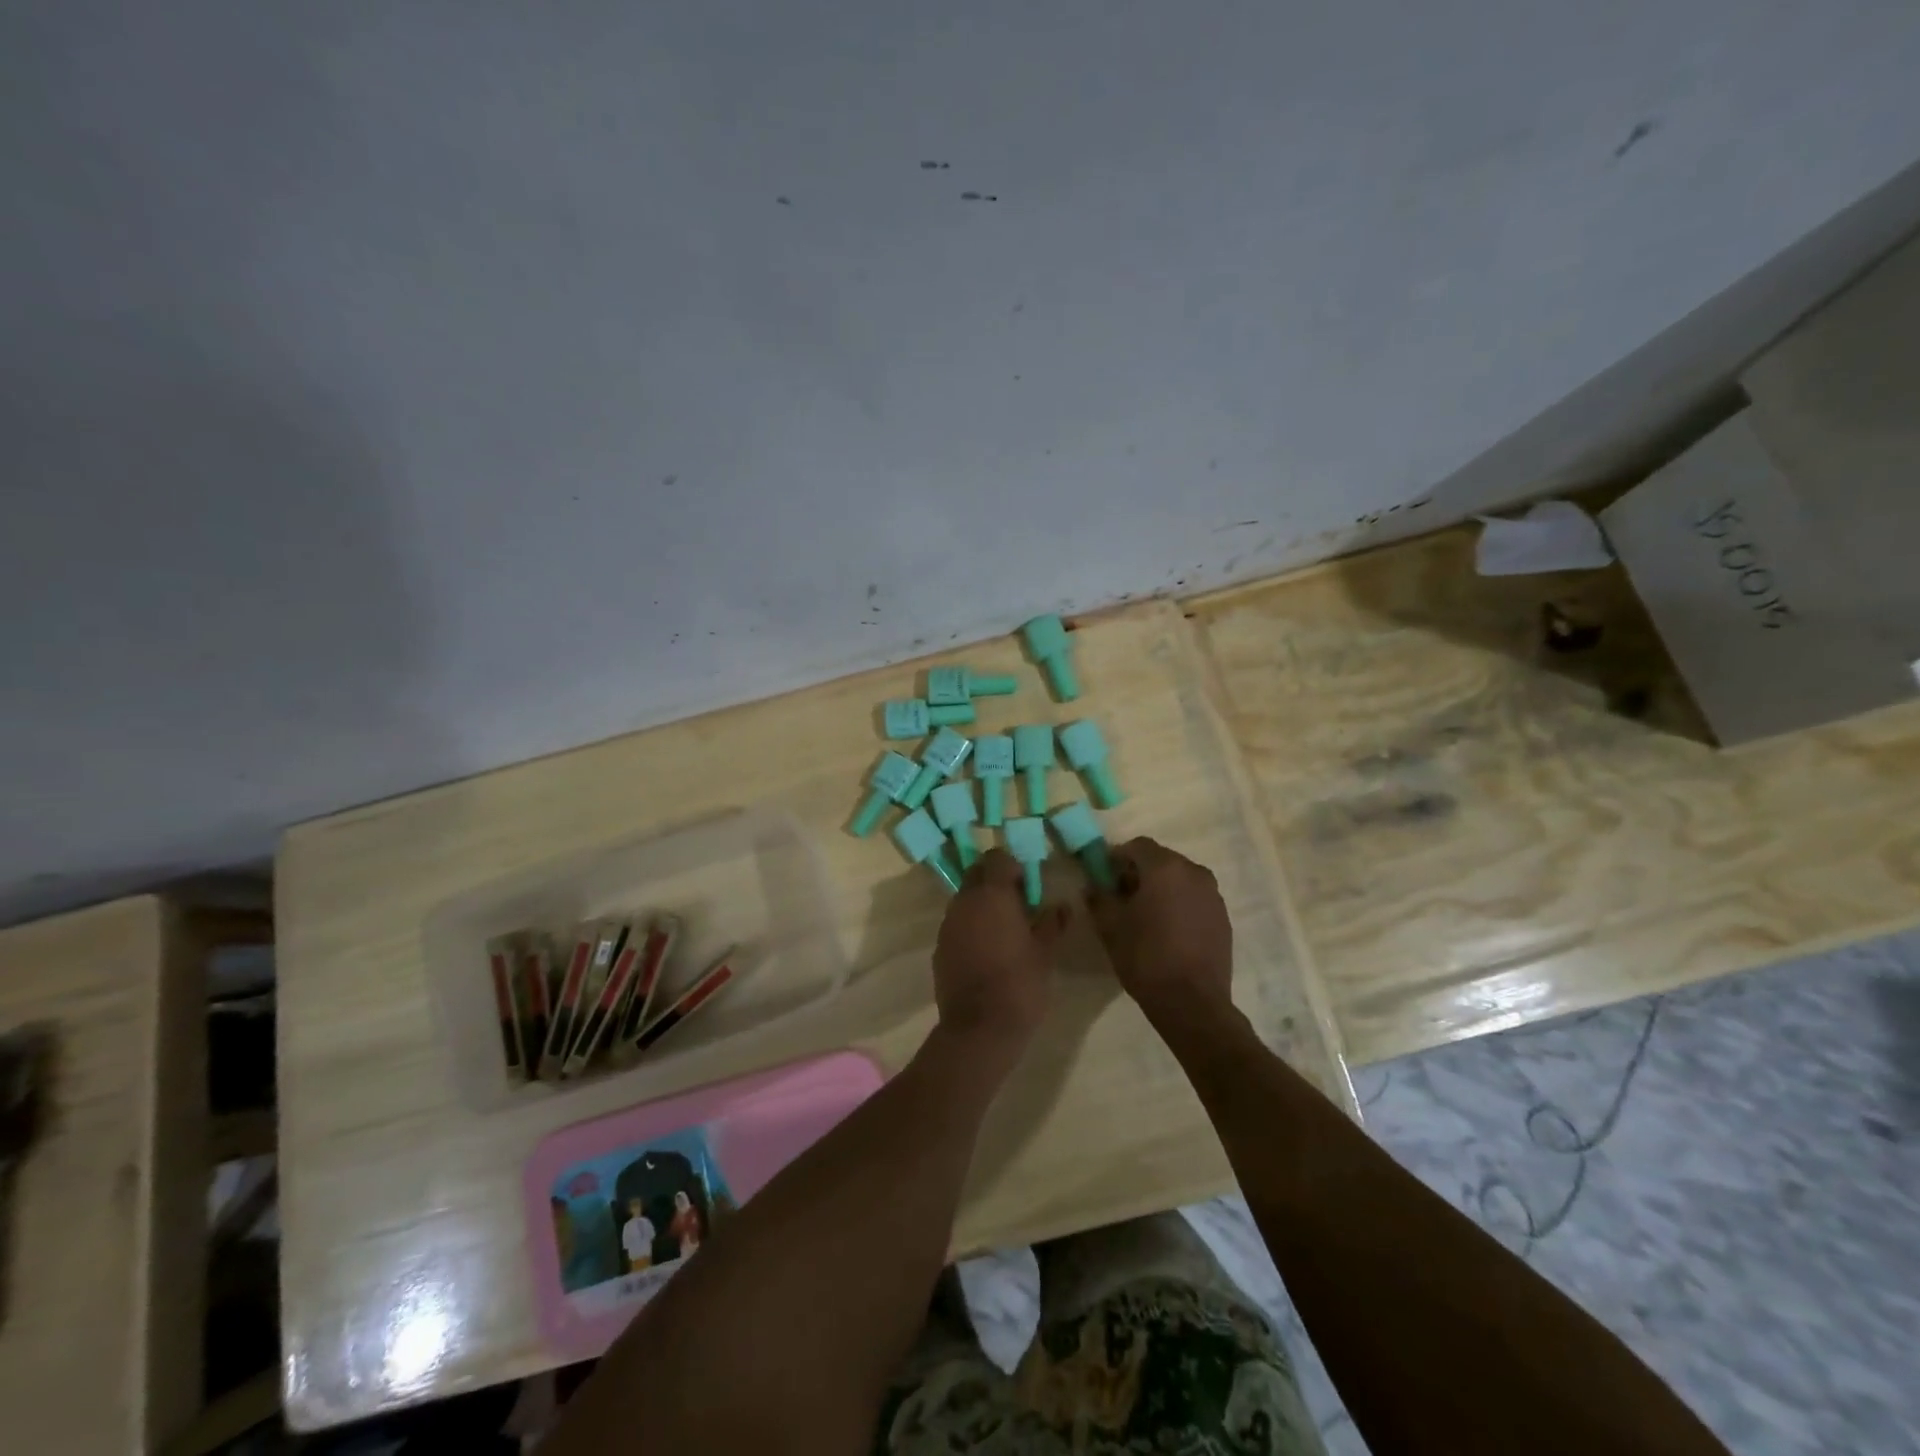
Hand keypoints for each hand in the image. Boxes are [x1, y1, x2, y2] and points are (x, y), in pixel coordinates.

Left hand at [932, 849, 1064, 1055]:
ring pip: (964, 899)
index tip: (1027, 886)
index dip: (1013, 866)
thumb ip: (1052, 923)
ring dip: (981, 904)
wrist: (980, 1027)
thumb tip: (1062, 906)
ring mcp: (948, 924)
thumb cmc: (1020, 983)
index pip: (996, 858)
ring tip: (1003, 930)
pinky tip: (986, 951)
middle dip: (994, 881)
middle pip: (976, 874)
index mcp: (992, 894)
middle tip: (1017, 904)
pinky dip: (970, 927)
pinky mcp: (939, 947)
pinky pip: (956, 924)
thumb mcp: (1045, 953)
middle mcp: (965, 901)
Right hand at [1088, 838, 1233, 1026]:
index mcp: (1165, 868)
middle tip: (1121, 896)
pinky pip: (1195, 898)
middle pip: (1160, 860)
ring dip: (1161, 888)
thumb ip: (1098, 896)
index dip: (1117, 857)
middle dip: (1139, 872)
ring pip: (1180, 879)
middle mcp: (1194, 872)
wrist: (1192, 1002)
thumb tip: (1093, 885)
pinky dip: (1179, 904)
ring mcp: (1213, 895)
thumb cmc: (1145, 957)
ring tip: (1145, 915)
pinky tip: (1168, 930)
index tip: (1104, 877)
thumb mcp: (1109, 926)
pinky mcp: (1223, 917)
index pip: (1137, 846)